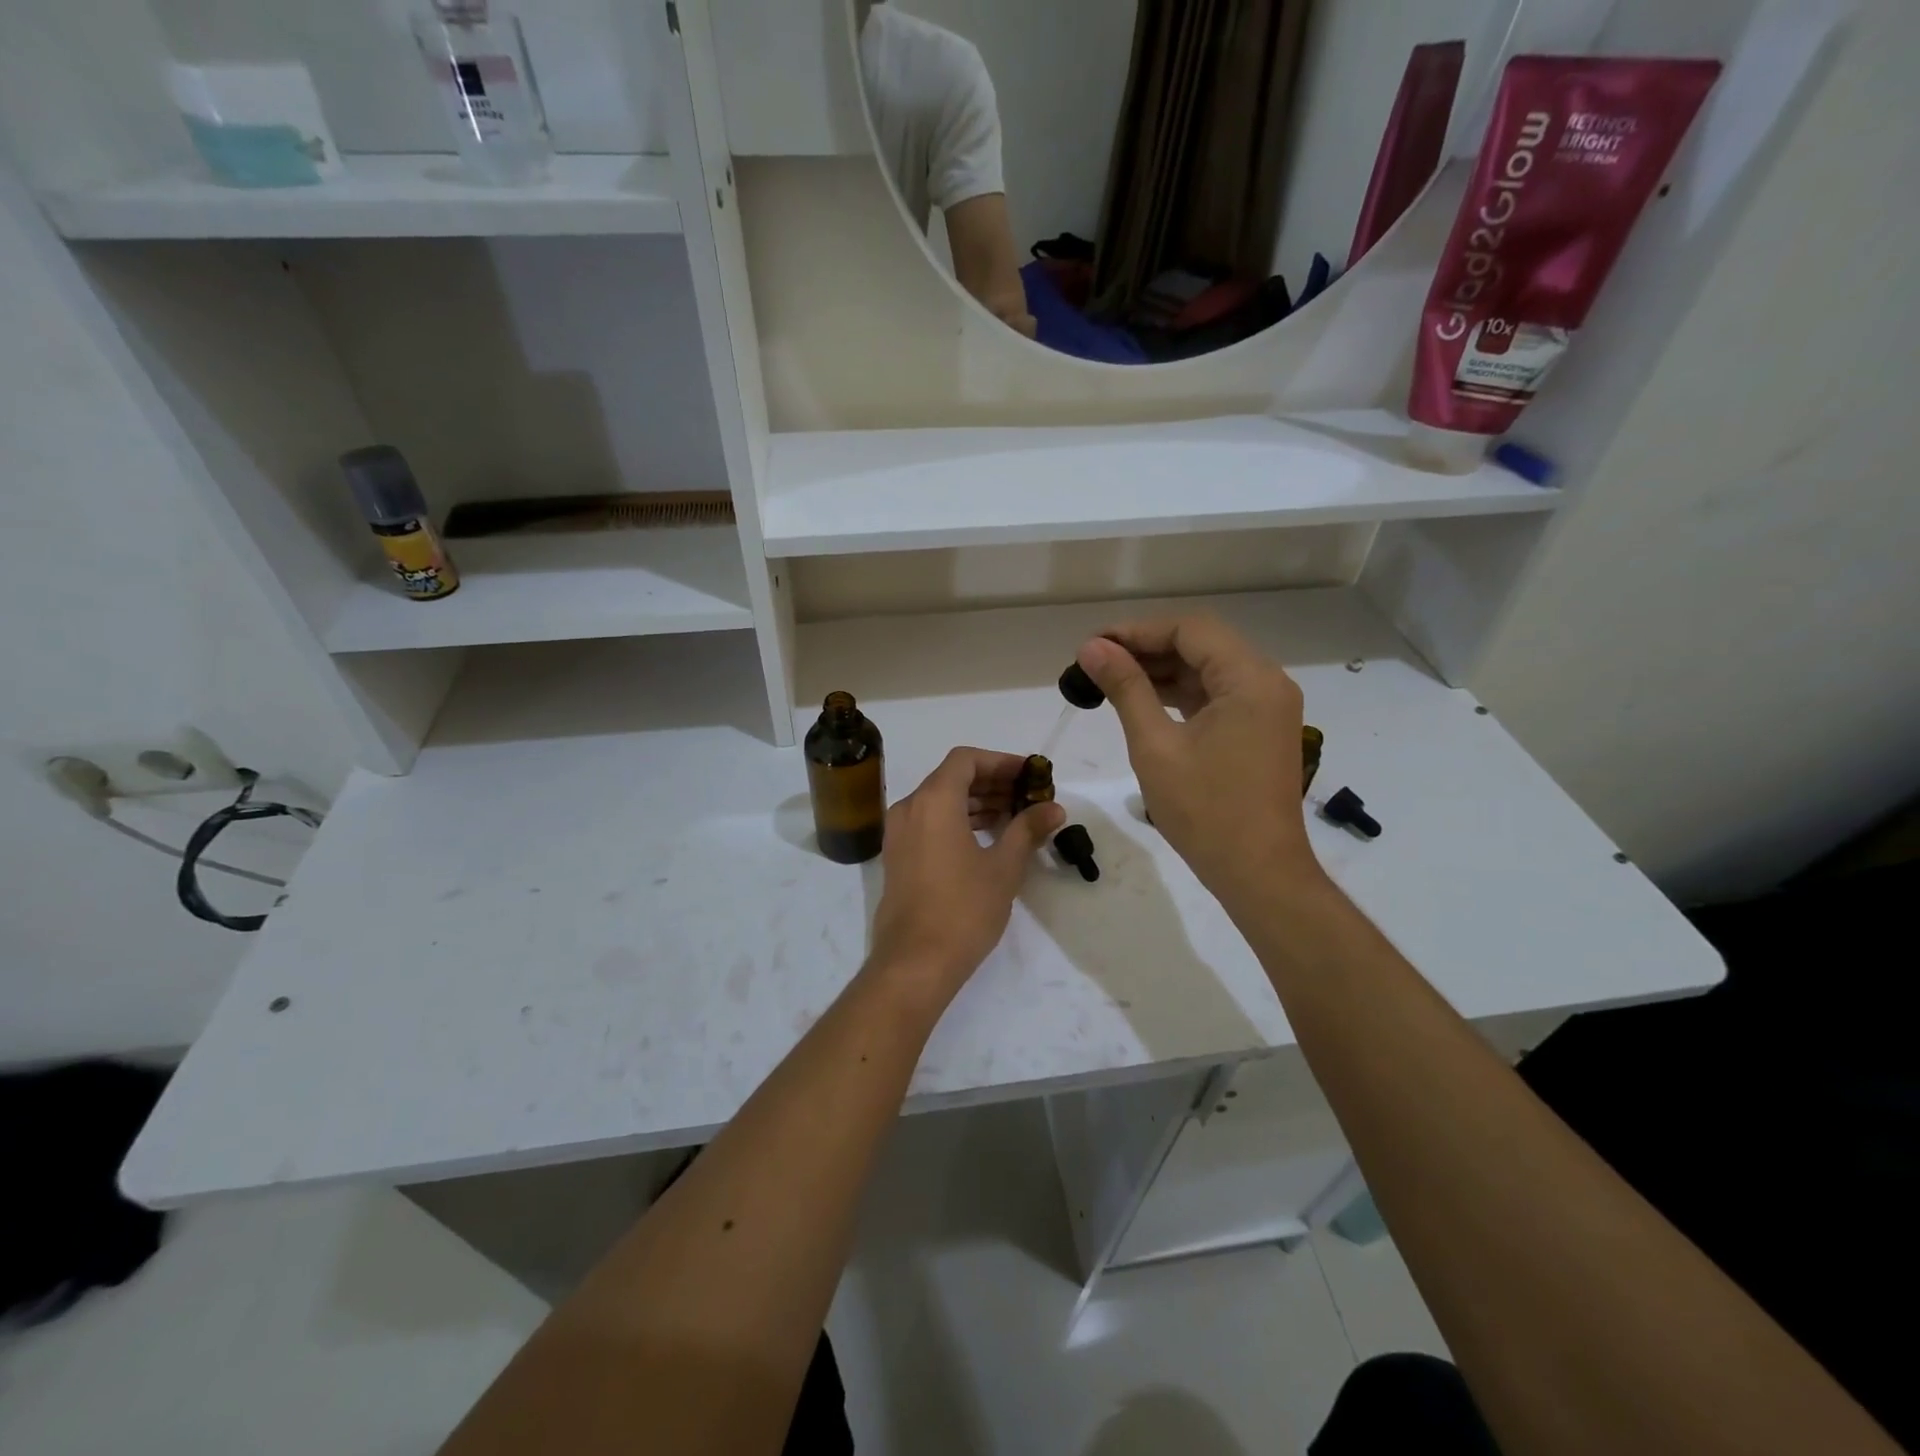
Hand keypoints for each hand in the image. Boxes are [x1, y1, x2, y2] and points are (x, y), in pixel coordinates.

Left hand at [867, 747, 1064, 1001]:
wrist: (915, 962)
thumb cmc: (963, 909)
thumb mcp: (1004, 867)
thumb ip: (1027, 830)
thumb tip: (1054, 808)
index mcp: (933, 801)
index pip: (966, 760)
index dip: (1000, 761)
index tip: (1029, 774)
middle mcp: (910, 808)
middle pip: (952, 778)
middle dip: (991, 782)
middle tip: (1027, 795)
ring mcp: (899, 833)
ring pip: (940, 801)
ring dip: (976, 802)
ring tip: (1013, 815)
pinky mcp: (898, 856)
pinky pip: (929, 822)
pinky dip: (957, 820)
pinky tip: (986, 837)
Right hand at [1076, 615, 1320, 903]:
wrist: (1258, 873)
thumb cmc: (1205, 811)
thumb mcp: (1155, 745)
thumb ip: (1125, 688)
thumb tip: (1092, 648)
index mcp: (1250, 679)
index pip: (1190, 630)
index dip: (1137, 631)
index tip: (1093, 646)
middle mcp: (1267, 682)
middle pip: (1201, 644)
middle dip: (1147, 649)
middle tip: (1096, 663)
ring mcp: (1267, 707)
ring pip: (1208, 670)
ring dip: (1162, 670)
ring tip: (1110, 680)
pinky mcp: (1260, 729)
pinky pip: (1217, 696)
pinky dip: (1180, 694)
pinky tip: (1143, 701)